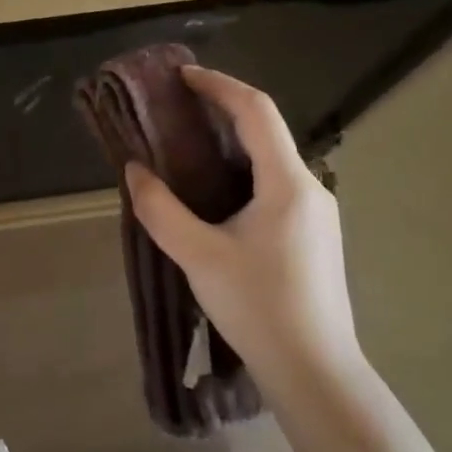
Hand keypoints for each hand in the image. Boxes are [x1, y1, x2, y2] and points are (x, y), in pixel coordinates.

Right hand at [126, 65, 362, 396]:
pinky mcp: (313, 236)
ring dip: (231, 141)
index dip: (219, 85)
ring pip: (271, 158)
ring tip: (188, 143)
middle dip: (222, 109)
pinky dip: (242, 168)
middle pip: (265, 130)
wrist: (316, 375)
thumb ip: (161, 210)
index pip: (255, 111)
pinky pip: (275, 183)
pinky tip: (216, 190)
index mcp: (288, 183)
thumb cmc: (259, 308)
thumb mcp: (199, 256)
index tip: (182, 76)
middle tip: (176, 107)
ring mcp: (317, 213)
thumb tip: (134, 171)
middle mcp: (309, 188)